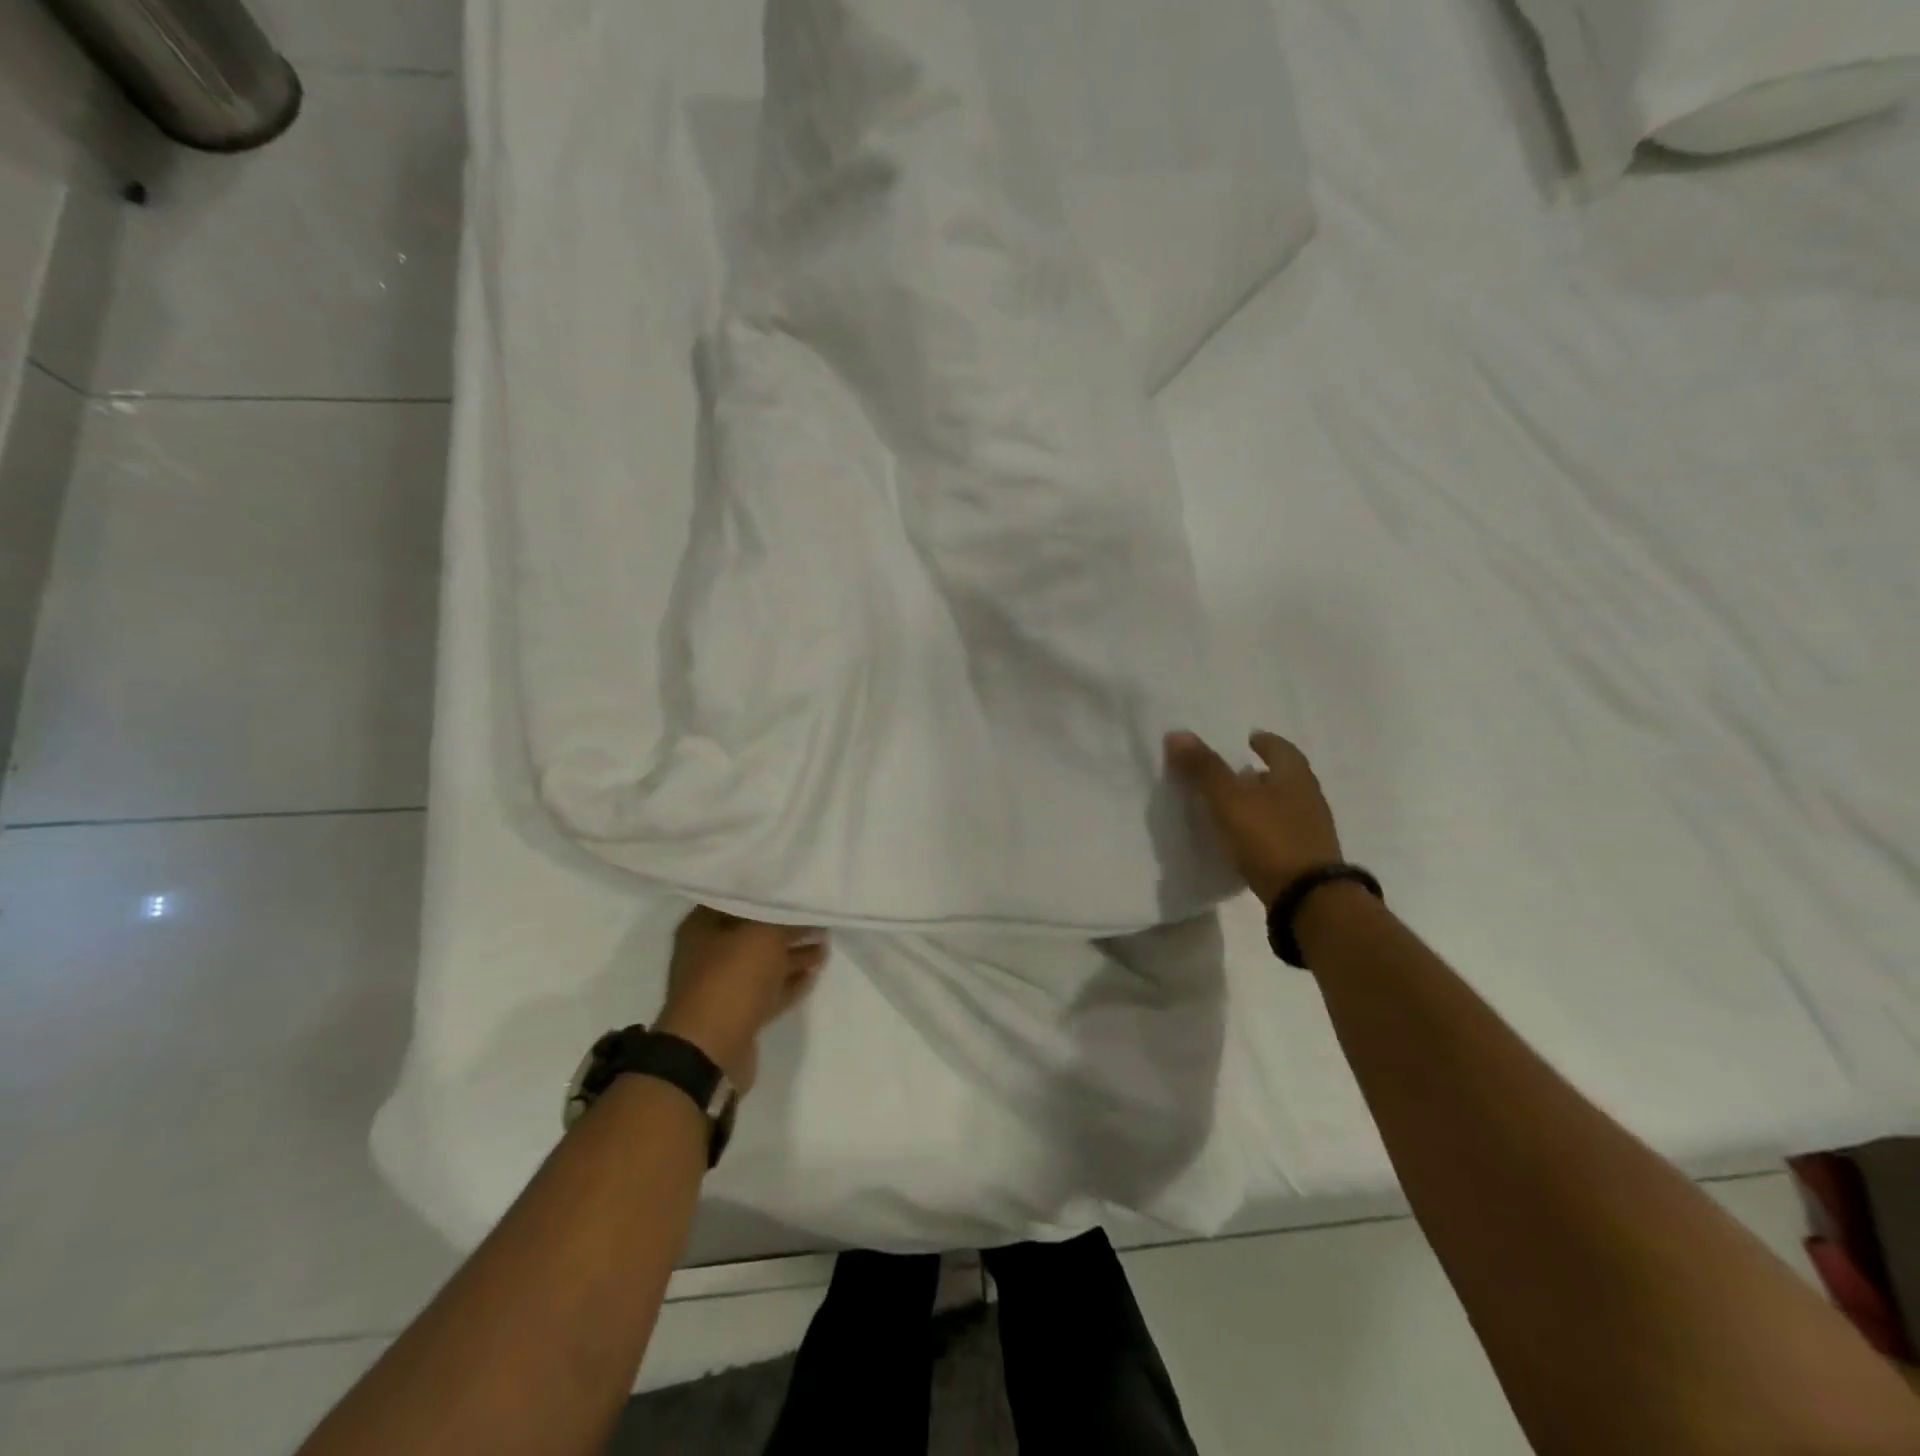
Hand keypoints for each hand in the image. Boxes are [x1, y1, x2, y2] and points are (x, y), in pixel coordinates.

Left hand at [655, 907, 826, 1094]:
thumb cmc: (732, 979)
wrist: (710, 1052)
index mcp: (702, 927)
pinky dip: (790, 983)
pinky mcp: (737, 1015)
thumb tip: (802, 912)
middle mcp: (708, 954)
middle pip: (754, 933)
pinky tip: (814, 975)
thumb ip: (784, 919)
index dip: (769, 893)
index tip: (798, 889)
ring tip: (826, 945)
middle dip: (787, 927)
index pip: (738, 897)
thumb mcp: (763, 934)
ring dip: (794, 956)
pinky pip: (768, 991)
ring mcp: (722, 987)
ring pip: (764, 964)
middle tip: (820, 919)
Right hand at [1165, 730, 1343, 907]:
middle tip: (1235, 772)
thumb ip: (1204, 769)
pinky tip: (1244, 837)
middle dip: (1261, 772)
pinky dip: (1263, 827)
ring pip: (1283, 805)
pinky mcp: (1306, 857)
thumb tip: (1176, 734)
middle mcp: (1308, 797)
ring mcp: (1311, 830)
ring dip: (1261, 801)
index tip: (1249, 739)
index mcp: (1295, 777)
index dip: (1264, 742)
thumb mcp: (1229, 800)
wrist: (1309, 899)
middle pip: (1284, 777)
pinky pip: (1281, 831)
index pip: (1281, 748)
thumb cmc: (1270, 838)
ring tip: (1234, 805)